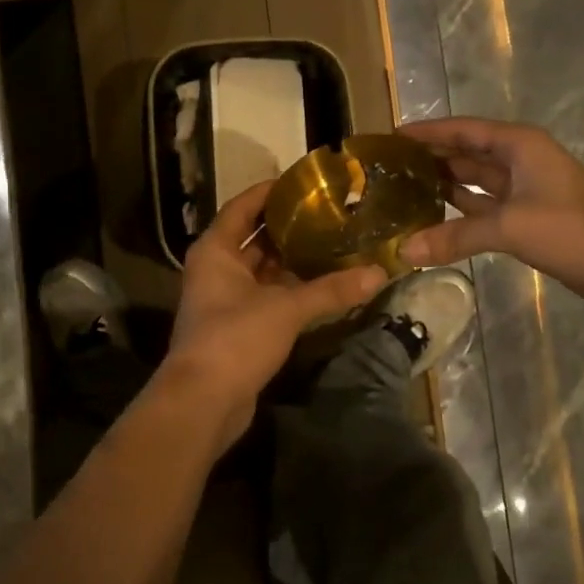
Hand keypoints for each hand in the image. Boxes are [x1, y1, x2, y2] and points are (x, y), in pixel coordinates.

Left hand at [164, 181, 386, 450]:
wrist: (203, 401)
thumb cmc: (235, 338)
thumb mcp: (286, 308)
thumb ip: (331, 290)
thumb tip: (379, 273)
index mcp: (216, 250)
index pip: (243, 206)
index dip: (271, 191)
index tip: (305, 182)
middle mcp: (216, 268)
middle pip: (254, 237)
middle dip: (288, 226)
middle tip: (329, 213)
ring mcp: (224, 299)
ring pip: (262, 269)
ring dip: (291, 260)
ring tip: (333, 243)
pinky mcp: (237, 327)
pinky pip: (266, 296)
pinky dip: (290, 289)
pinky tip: (322, 285)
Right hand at [398, 117, 583, 313]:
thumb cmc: (575, 230)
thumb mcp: (511, 228)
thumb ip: (455, 237)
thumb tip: (404, 251)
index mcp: (519, 146)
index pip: (462, 129)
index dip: (427, 132)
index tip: (390, 136)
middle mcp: (520, 161)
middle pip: (466, 153)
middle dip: (430, 159)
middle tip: (387, 169)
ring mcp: (525, 191)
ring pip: (475, 183)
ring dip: (443, 187)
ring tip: (400, 193)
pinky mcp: (529, 219)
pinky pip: (484, 210)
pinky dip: (460, 214)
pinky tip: (432, 221)